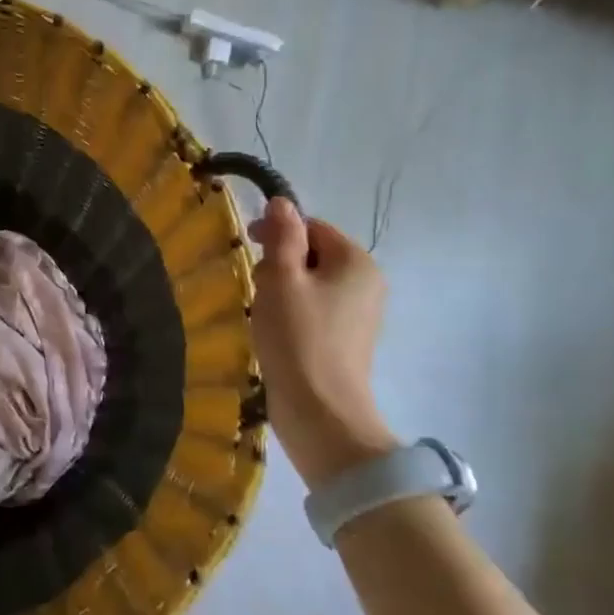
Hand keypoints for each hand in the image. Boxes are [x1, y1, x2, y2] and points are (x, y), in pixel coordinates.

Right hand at [249, 199, 395, 487]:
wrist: (321, 412)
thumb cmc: (298, 338)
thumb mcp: (281, 278)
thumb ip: (282, 237)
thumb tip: (282, 202)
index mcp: (356, 262)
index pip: (313, 227)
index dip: (278, 231)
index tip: (247, 246)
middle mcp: (367, 283)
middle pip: (315, 254)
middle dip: (280, 262)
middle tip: (256, 285)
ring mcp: (360, 315)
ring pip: (312, 283)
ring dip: (283, 288)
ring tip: (263, 311)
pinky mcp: (347, 340)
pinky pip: (316, 309)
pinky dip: (293, 312)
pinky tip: (275, 330)